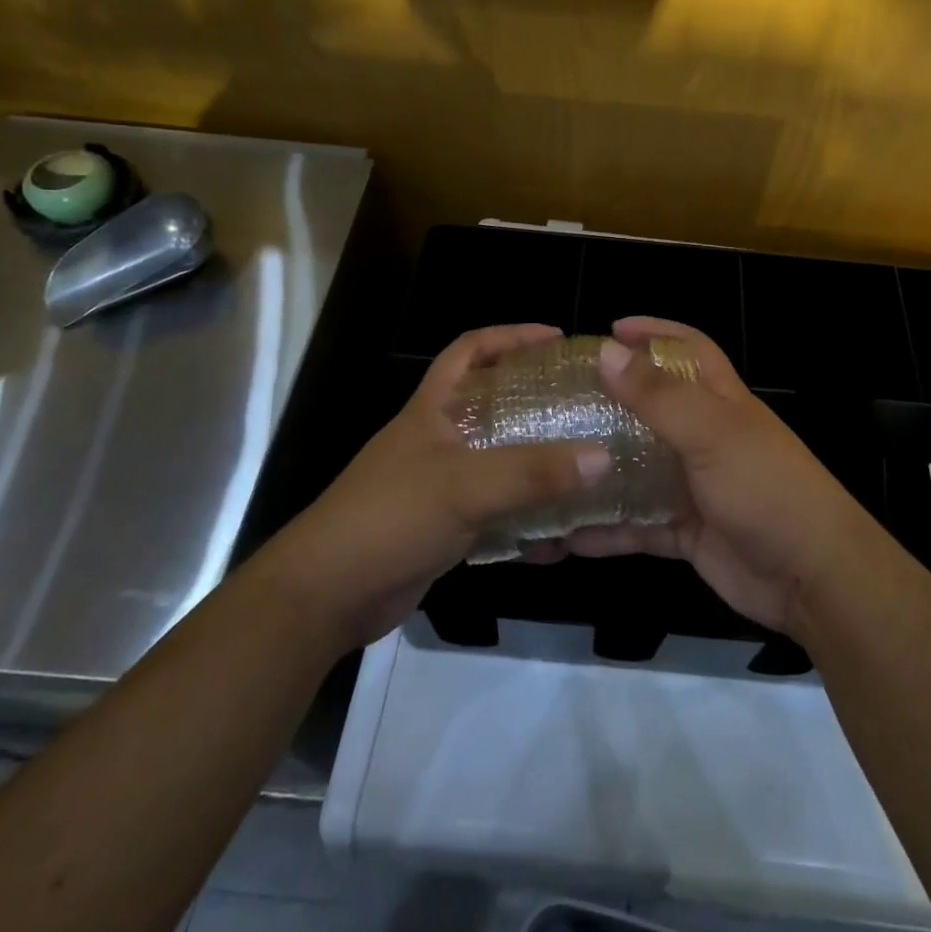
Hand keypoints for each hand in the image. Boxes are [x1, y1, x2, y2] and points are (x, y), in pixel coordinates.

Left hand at [276, 324, 609, 647]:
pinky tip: (561, 535)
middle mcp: (439, 439)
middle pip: (494, 403)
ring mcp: (442, 485)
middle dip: (538, 400)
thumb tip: (602, 456)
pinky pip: (498, 511)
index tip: (557, 338)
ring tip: (587, 463)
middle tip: (586, 403)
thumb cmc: (389, 518)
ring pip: (500, 460)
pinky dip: (527, 519)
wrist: (328, 595)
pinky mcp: (447, 527)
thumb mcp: (463, 486)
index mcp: (433, 409)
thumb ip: (531, 472)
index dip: (512, 336)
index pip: (470, 349)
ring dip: (539, 463)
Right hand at [561, 316, 873, 635]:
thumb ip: (659, 395)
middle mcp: (706, 438)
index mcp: (720, 401)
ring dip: (601, 470)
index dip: (656, 332)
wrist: (810, 577)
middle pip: (653, 409)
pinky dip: (607, 529)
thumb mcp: (711, 433)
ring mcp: (695, 486)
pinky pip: (638, 525)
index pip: (689, 349)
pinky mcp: (686, 531)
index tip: (611, 329)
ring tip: (552, 465)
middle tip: (561, 401)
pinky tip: (567, 534)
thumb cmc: (765, 487)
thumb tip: (607, 351)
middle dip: (612, 402)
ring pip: (639, 470)